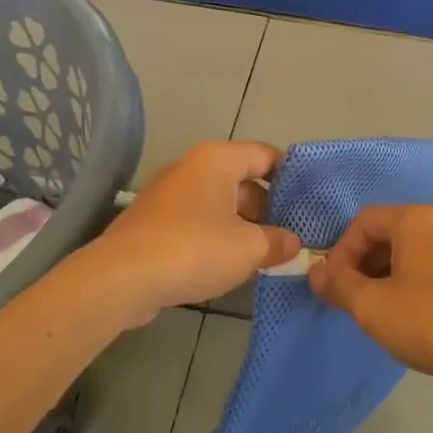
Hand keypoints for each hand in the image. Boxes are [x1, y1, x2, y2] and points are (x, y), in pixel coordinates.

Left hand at [90, 142, 300, 324]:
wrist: (122, 278)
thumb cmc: (194, 249)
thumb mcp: (248, 248)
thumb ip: (277, 242)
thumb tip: (294, 243)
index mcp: (217, 160)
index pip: (265, 155)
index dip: (291, 176)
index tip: (309, 201)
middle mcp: (192, 168)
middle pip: (243, 181)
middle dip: (268, 208)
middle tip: (292, 235)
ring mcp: (169, 196)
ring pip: (220, 205)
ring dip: (244, 227)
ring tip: (268, 254)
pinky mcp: (155, 224)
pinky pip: (198, 223)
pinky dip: (217, 238)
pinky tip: (232, 266)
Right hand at [308, 204, 432, 389]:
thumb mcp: (373, 307)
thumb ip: (338, 285)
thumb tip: (315, 271)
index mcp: (416, 220)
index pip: (363, 222)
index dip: (340, 252)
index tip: (334, 287)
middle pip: (389, 233)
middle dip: (363, 265)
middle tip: (354, 301)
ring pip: (413, 251)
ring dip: (388, 276)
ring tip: (382, 312)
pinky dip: (415, 282)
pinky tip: (415, 317)